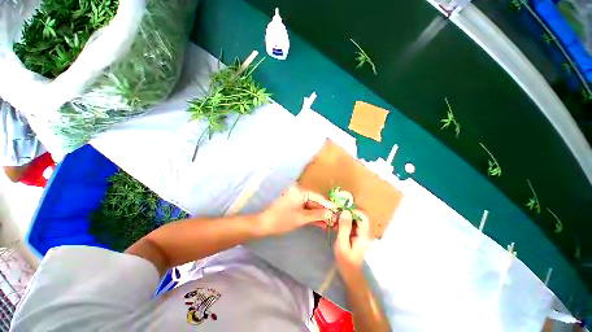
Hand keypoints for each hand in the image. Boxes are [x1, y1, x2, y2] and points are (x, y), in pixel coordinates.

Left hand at [259, 186, 333, 235]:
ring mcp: (296, 198)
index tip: (339, 212)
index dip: (329, 205)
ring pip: (311, 206)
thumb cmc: (282, 220)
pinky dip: (312, 216)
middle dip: (325, 212)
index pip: (318, 197)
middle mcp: (299, 192)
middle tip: (336, 220)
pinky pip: (306, 209)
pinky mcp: (294, 205)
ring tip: (331, 224)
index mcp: (300, 191)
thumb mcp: (302, 218)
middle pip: (315, 202)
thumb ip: (318, 215)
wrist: (264, 224)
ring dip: (319, 215)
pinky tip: (321, 223)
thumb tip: (332, 215)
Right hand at [334, 210, 372, 285]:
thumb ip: (344, 227)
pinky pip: (355, 223)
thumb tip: (346, 211)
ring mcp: (365, 233)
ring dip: (347, 217)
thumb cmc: (345, 259)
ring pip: (358, 218)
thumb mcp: (342, 243)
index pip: (363, 216)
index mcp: (365, 235)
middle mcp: (368, 232)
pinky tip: (339, 226)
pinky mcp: (361, 234)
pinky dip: (347, 222)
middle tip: (337, 216)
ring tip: (337, 222)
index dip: (353, 210)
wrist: (351, 272)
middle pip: (361, 216)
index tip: (341, 211)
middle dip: (349, 213)